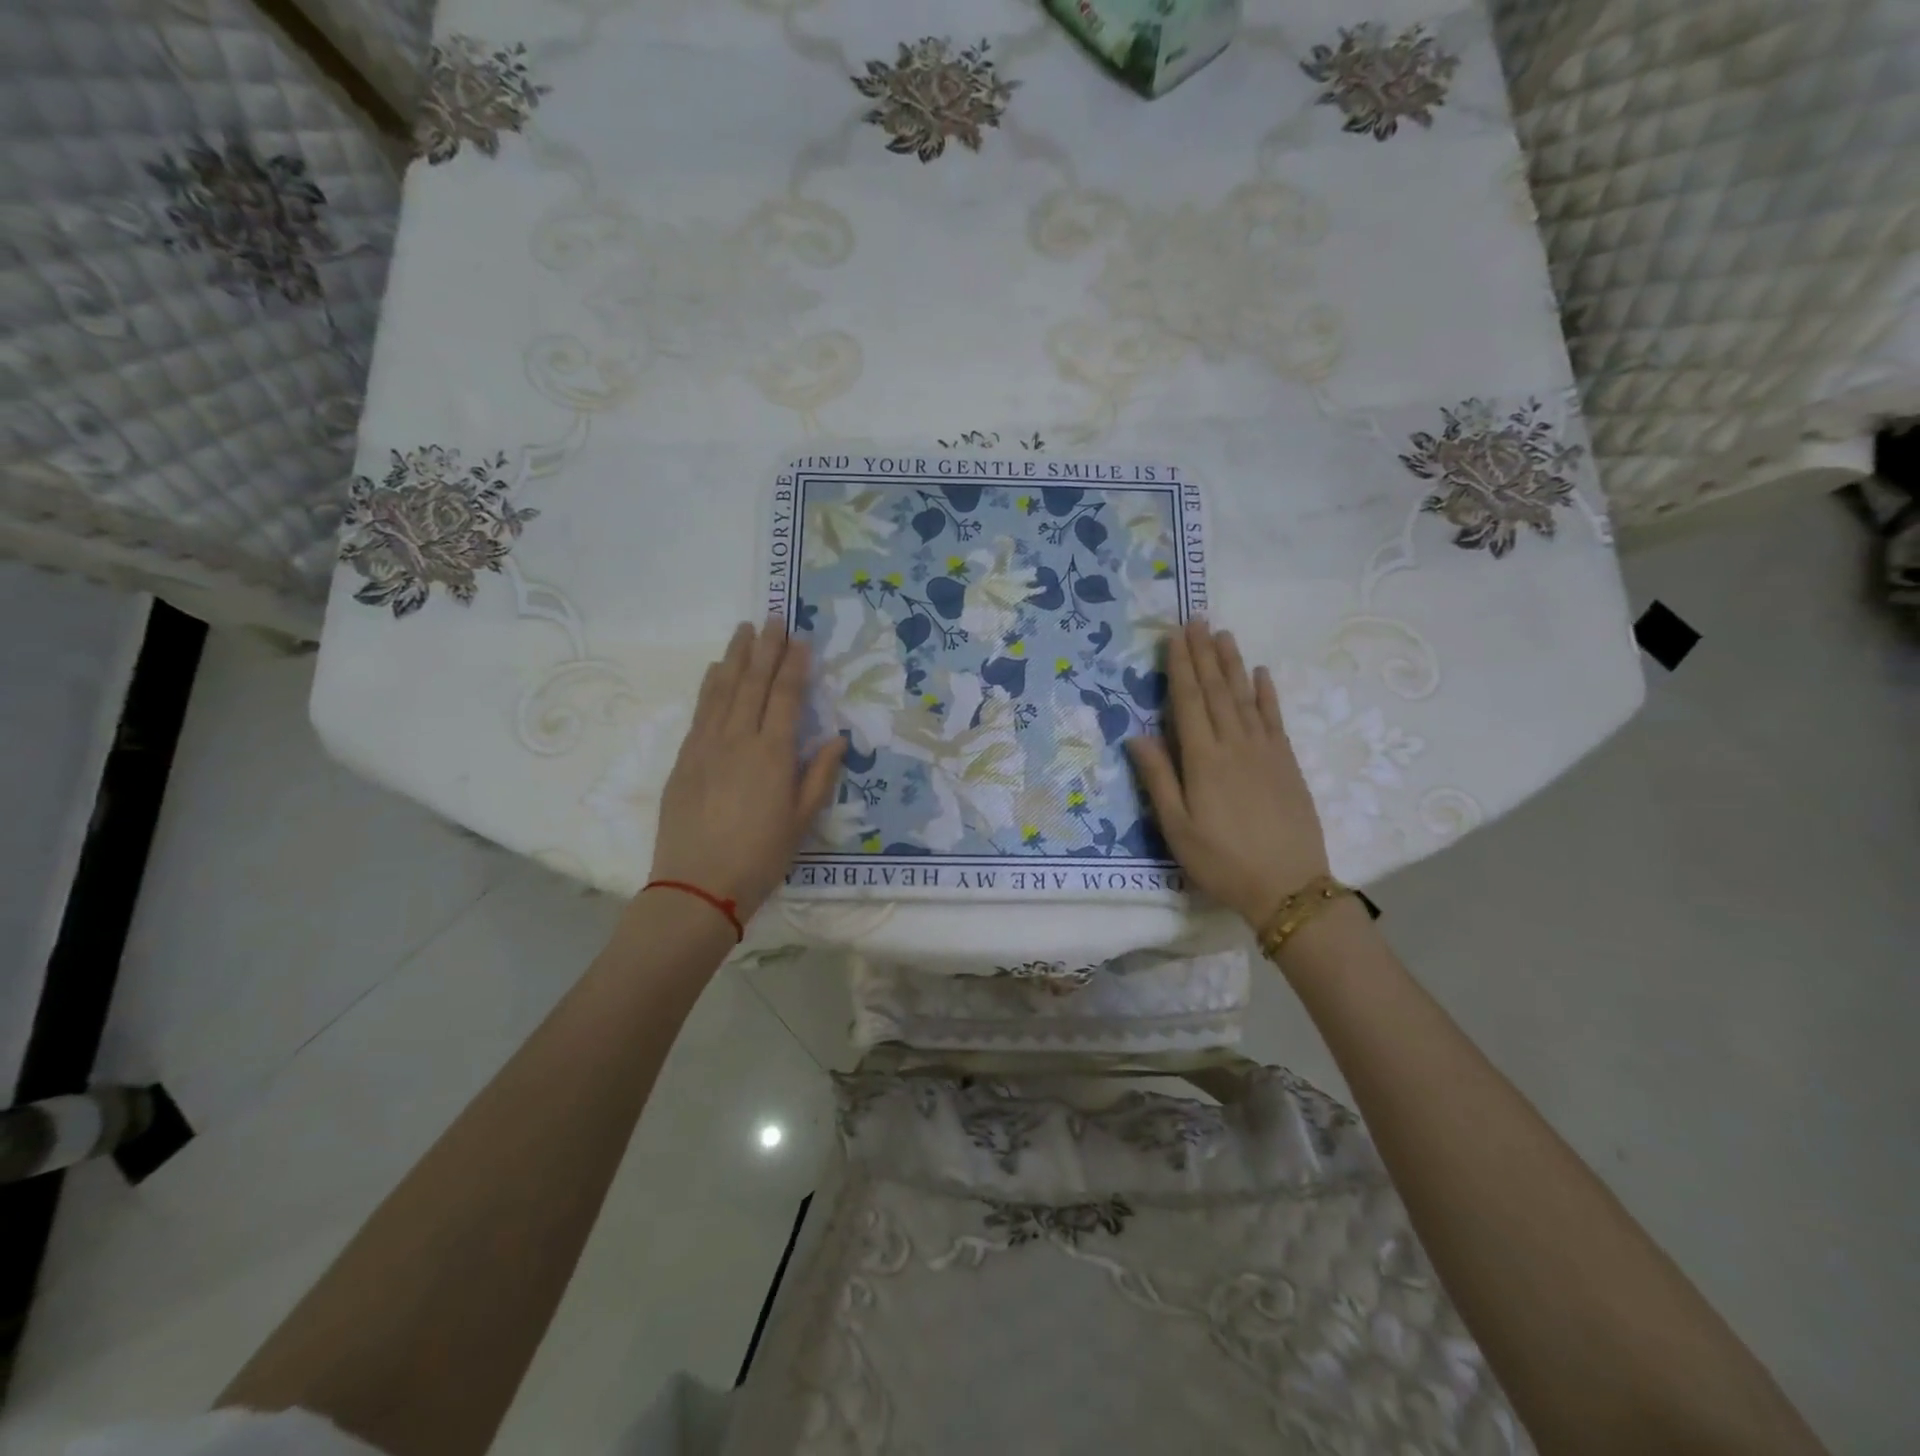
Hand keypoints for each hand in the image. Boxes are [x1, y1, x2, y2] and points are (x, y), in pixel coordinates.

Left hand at [648, 619, 845, 922]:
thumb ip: (819, 775)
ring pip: (722, 690)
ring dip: (734, 657)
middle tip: (773, 617)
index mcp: (772, 753)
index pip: (785, 696)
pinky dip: (710, 685)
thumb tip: (836, 739)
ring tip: (743, 630)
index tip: (800, 638)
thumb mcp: (802, 821)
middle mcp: (737, 739)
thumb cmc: (760, 857)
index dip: (794, 665)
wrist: (697, 885)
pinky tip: (714, 670)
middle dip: (765, 648)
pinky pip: (700, 710)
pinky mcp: (684, 758)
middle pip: (752, 682)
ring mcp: (706, 745)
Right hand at [1125, 619, 1330, 929]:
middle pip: (1216, 690)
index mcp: (1203, 759)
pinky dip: (1266, 693)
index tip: (1173, 635)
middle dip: (1203, 654)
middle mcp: (1234, 744)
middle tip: (1195, 620)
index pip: (1188, 701)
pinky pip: (1274, 717)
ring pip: (1245, 696)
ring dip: (1232, 664)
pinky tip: (1261, 674)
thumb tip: (1137, 735)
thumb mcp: (1177, 828)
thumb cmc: (1222, 860)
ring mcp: (1265, 750)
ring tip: (1222, 634)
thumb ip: (1158, 778)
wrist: (1288, 886)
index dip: (1179, 666)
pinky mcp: (1286, 762)